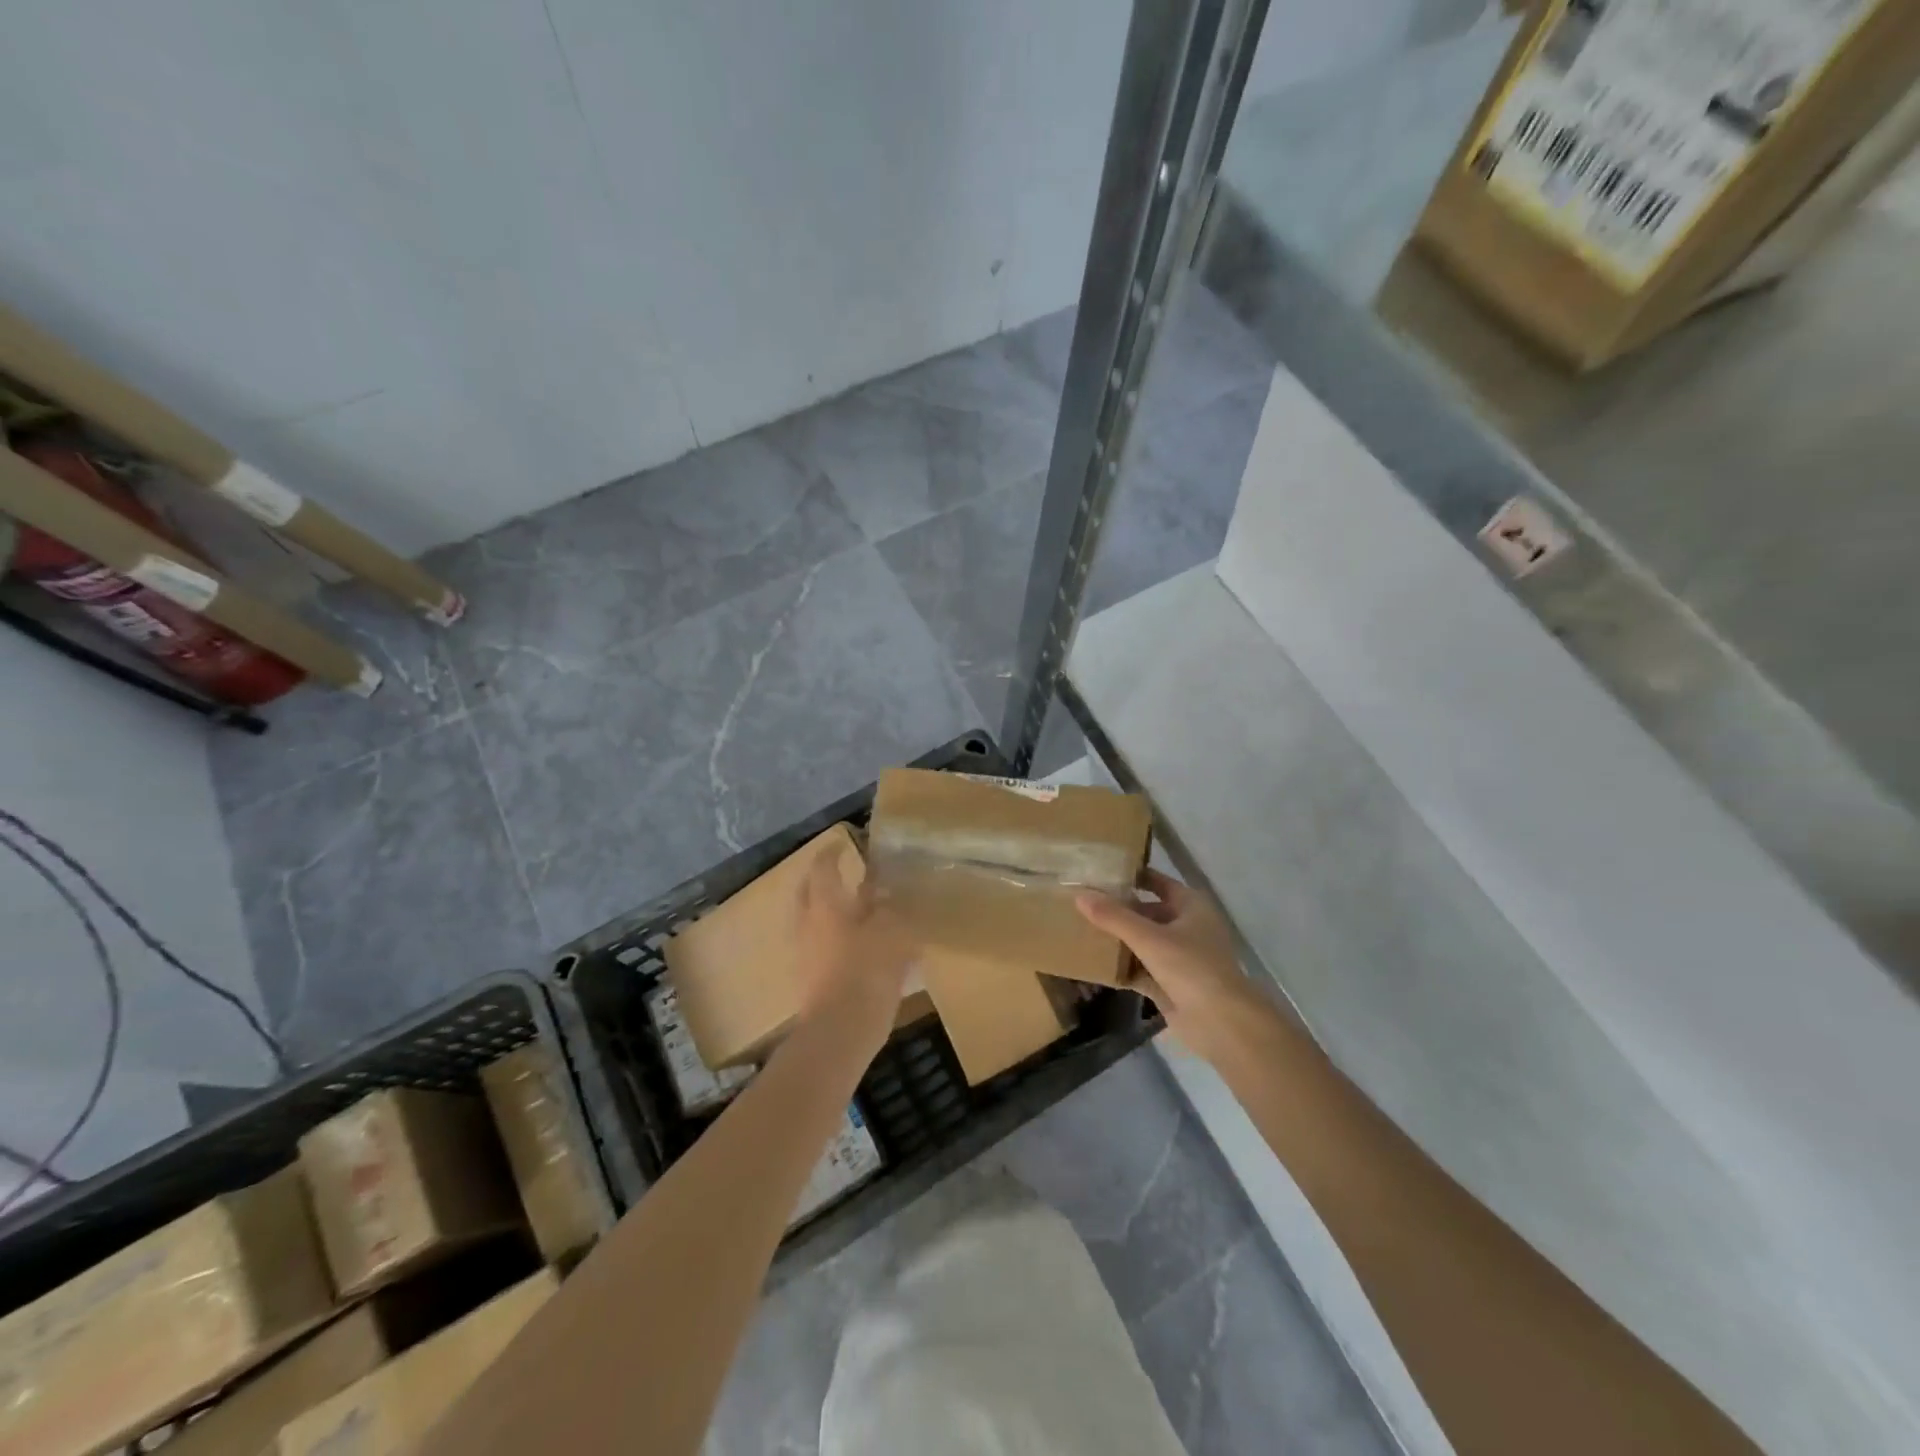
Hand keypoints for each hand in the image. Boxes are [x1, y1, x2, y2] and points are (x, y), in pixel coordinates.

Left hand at [793, 841, 915, 1039]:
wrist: (840, 1032)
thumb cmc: (866, 971)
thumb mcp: (891, 931)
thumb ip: (890, 907)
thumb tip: (888, 892)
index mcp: (825, 904)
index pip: (824, 866)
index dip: (833, 852)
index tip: (844, 844)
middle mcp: (808, 923)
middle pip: (811, 892)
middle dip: (825, 880)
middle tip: (846, 874)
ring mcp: (806, 952)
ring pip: (815, 920)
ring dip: (833, 911)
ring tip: (861, 911)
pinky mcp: (811, 978)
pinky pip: (821, 946)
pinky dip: (837, 938)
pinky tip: (861, 947)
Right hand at [1076, 870, 1269, 1064]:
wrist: (1222, 1023)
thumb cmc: (1191, 968)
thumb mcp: (1149, 938)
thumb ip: (1114, 917)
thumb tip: (1080, 895)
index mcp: (1191, 907)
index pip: (1157, 882)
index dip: (1133, 877)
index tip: (1101, 873)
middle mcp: (1187, 928)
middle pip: (1148, 913)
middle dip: (1119, 910)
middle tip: (1084, 903)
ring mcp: (1180, 958)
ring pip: (1144, 942)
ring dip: (1119, 940)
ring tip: (1082, 930)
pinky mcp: (1171, 985)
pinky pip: (1142, 970)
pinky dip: (1123, 968)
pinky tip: (1095, 966)